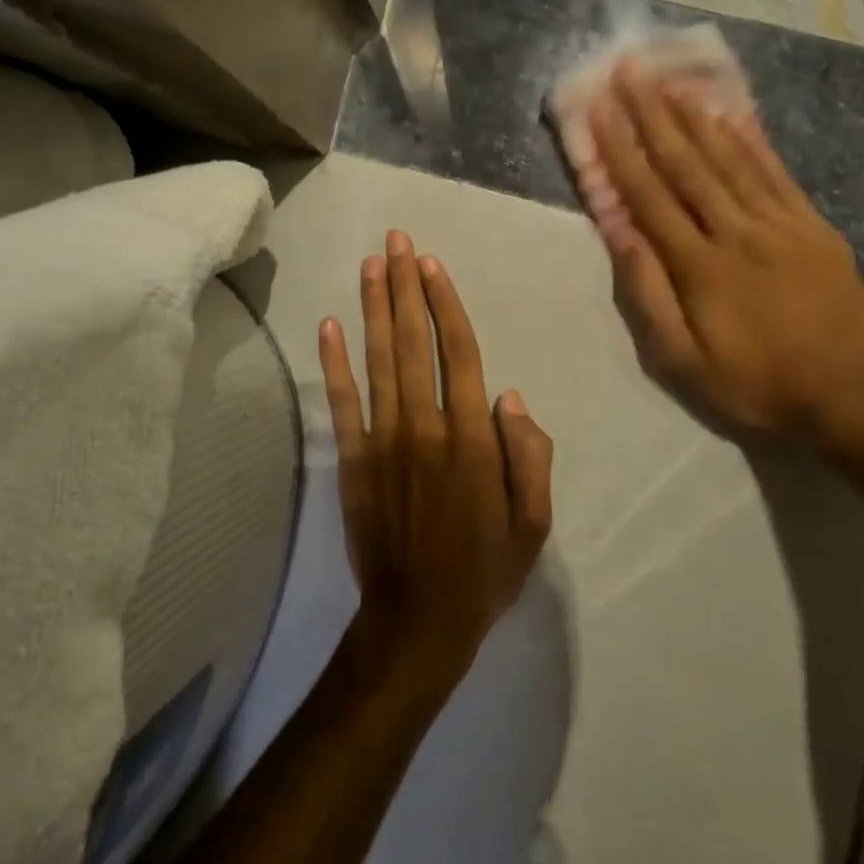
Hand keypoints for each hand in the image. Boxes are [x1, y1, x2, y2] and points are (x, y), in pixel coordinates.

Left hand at [319, 231, 554, 680]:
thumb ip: (530, 455)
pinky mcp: (352, 460)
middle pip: (415, 342)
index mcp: (473, 439)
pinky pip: (342, 403)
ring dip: (374, 308)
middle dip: (406, 286)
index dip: (445, 304)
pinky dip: (334, 363)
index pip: (460, 353)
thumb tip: (510, 396)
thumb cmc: (484, 570)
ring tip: (371, 264)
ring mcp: (383, 441)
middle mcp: (426, 426)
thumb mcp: (533, 522)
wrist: (417, 622)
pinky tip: (329, 324)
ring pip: (379, 360)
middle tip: (397, 241)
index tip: (432, 265)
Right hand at [583, 64, 863, 441]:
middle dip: (653, 115)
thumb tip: (620, 233)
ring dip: (695, 116)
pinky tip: (731, 114)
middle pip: (687, 164)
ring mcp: (781, 225)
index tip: (601, 109)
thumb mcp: (681, 360)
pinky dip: (750, 141)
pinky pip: (777, 174)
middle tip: (631, 72)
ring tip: (671, 82)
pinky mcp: (814, 227)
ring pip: (731, 159)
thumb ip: (648, 293)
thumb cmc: (752, 383)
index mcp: (700, 265)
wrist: (847, 398)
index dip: (622, 149)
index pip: (650, 196)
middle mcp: (737, 232)